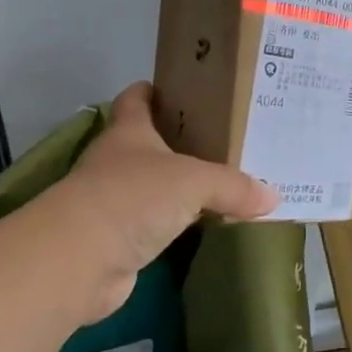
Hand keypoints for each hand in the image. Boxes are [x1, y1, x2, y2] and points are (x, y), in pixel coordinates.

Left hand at [29, 83, 278, 324]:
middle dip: (181, 142)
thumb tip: (273, 195)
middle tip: (225, 140)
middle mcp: (117, 163)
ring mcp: (115, 203)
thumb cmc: (132, 198)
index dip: (155, 91)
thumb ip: (234, 186)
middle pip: (149, 144)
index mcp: (129, 133)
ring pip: (155, 188)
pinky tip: (207, 226)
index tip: (185, 90)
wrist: (79, 261)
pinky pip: (157, 226)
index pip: (136, 99)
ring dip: (181, 188)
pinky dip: (179, 226)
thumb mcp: (193, 181)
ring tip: (225, 183)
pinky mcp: (119, 242)